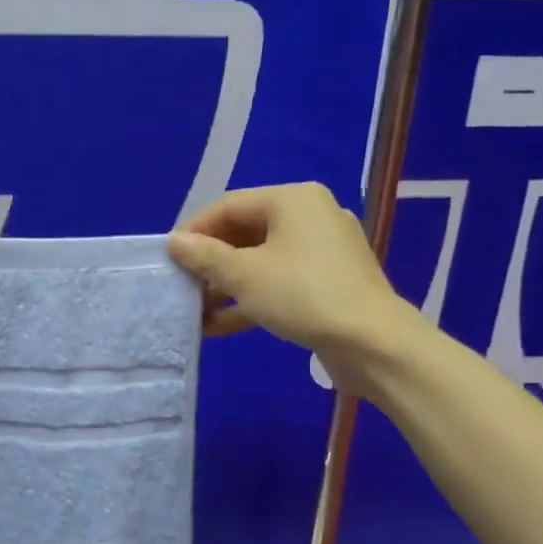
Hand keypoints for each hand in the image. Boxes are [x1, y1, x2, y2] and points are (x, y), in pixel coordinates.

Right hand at [168, 183, 427, 381]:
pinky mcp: (328, 282)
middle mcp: (310, 216)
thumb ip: (205, 256)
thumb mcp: (244, 275)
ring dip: (226, 284)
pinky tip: (220, 326)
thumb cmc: (303, 295)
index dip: (194, 230)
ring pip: (261, 260)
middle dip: (210, 262)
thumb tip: (174, 242)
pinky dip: (251, 298)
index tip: (169, 258)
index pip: (229, 205)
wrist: (374, 344)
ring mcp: (322, 251)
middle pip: (244, 232)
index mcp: (292, 200)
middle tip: (182, 285)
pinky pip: (280, 281)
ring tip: (196, 310)